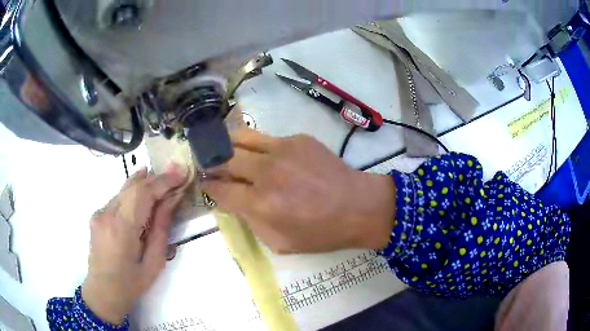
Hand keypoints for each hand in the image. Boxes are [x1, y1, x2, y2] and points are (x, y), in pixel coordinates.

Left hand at [82, 164, 187, 323]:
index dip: (163, 181)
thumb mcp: (154, 262)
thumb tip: (171, 200)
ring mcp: (99, 213)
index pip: (143, 193)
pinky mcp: (97, 215)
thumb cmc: (132, 283)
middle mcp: (107, 214)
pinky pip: (118, 197)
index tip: (181, 173)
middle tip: (174, 174)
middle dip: (156, 179)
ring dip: (144, 183)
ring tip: (161, 178)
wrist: (103, 290)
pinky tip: (141, 191)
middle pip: (133, 186)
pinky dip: (132, 192)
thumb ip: (161, 228)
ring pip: (124, 189)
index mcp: (122, 229)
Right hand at [203, 128, 396, 253]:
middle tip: (212, 168)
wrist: (359, 207)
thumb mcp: (279, 243)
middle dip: (213, 164)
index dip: (208, 187)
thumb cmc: (321, 232)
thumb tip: (235, 201)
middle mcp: (266, 171)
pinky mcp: (297, 138)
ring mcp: (282, 149)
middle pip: (224, 158)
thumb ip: (251, 221)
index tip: (207, 185)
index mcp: (260, 203)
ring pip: (240, 137)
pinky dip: (258, 147)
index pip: (219, 189)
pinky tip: (264, 155)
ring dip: (228, 145)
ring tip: (226, 151)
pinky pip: (267, 138)